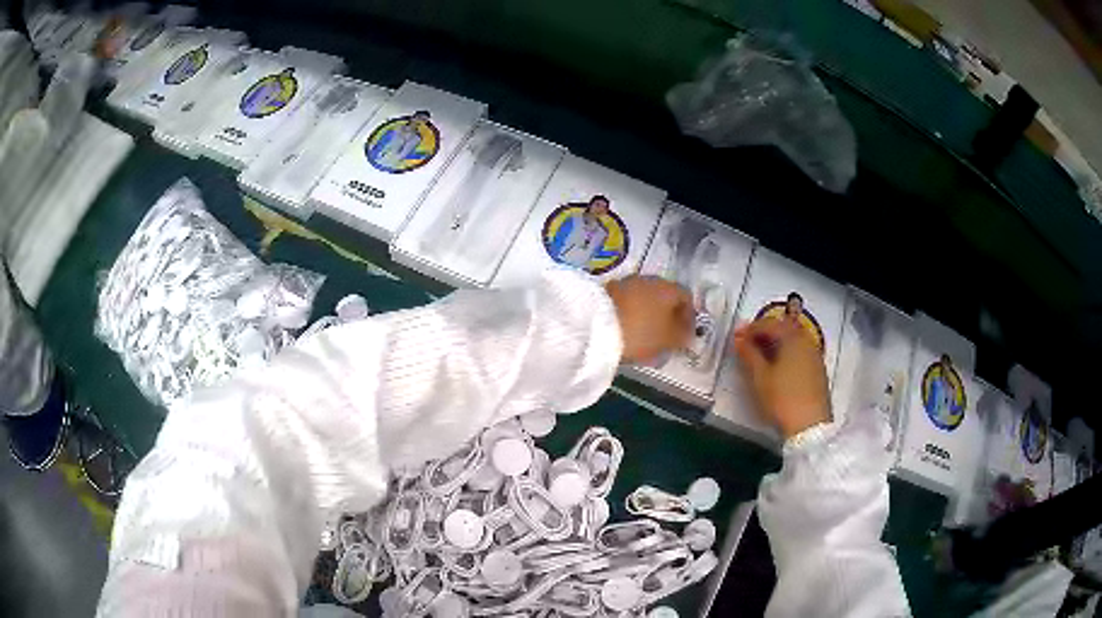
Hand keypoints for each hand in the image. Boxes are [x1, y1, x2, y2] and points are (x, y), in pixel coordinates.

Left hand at [605, 276, 693, 363]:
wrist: (595, 324)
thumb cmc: (641, 332)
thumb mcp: (668, 340)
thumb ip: (682, 337)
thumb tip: (687, 335)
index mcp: (669, 287)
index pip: (686, 298)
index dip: (689, 318)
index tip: (685, 335)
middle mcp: (649, 279)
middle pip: (664, 297)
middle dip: (667, 317)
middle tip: (667, 338)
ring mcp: (626, 283)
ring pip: (645, 299)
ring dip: (648, 316)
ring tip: (646, 338)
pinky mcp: (608, 291)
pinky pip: (627, 304)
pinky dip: (631, 316)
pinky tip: (628, 332)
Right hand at [732, 316, 831, 438]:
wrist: (809, 426)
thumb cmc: (782, 399)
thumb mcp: (759, 377)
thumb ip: (748, 354)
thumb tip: (740, 338)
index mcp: (792, 338)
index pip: (769, 324)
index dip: (750, 329)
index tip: (736, 337)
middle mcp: (806, 341)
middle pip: (784, 328)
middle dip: (764, 333)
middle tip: (747, 344)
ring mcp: (815, 356)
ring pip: (793, 340)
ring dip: (776, 343)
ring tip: (760, 356)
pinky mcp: (818, 370)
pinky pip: (800, 352)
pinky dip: (786, 353)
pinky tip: (777, 367)